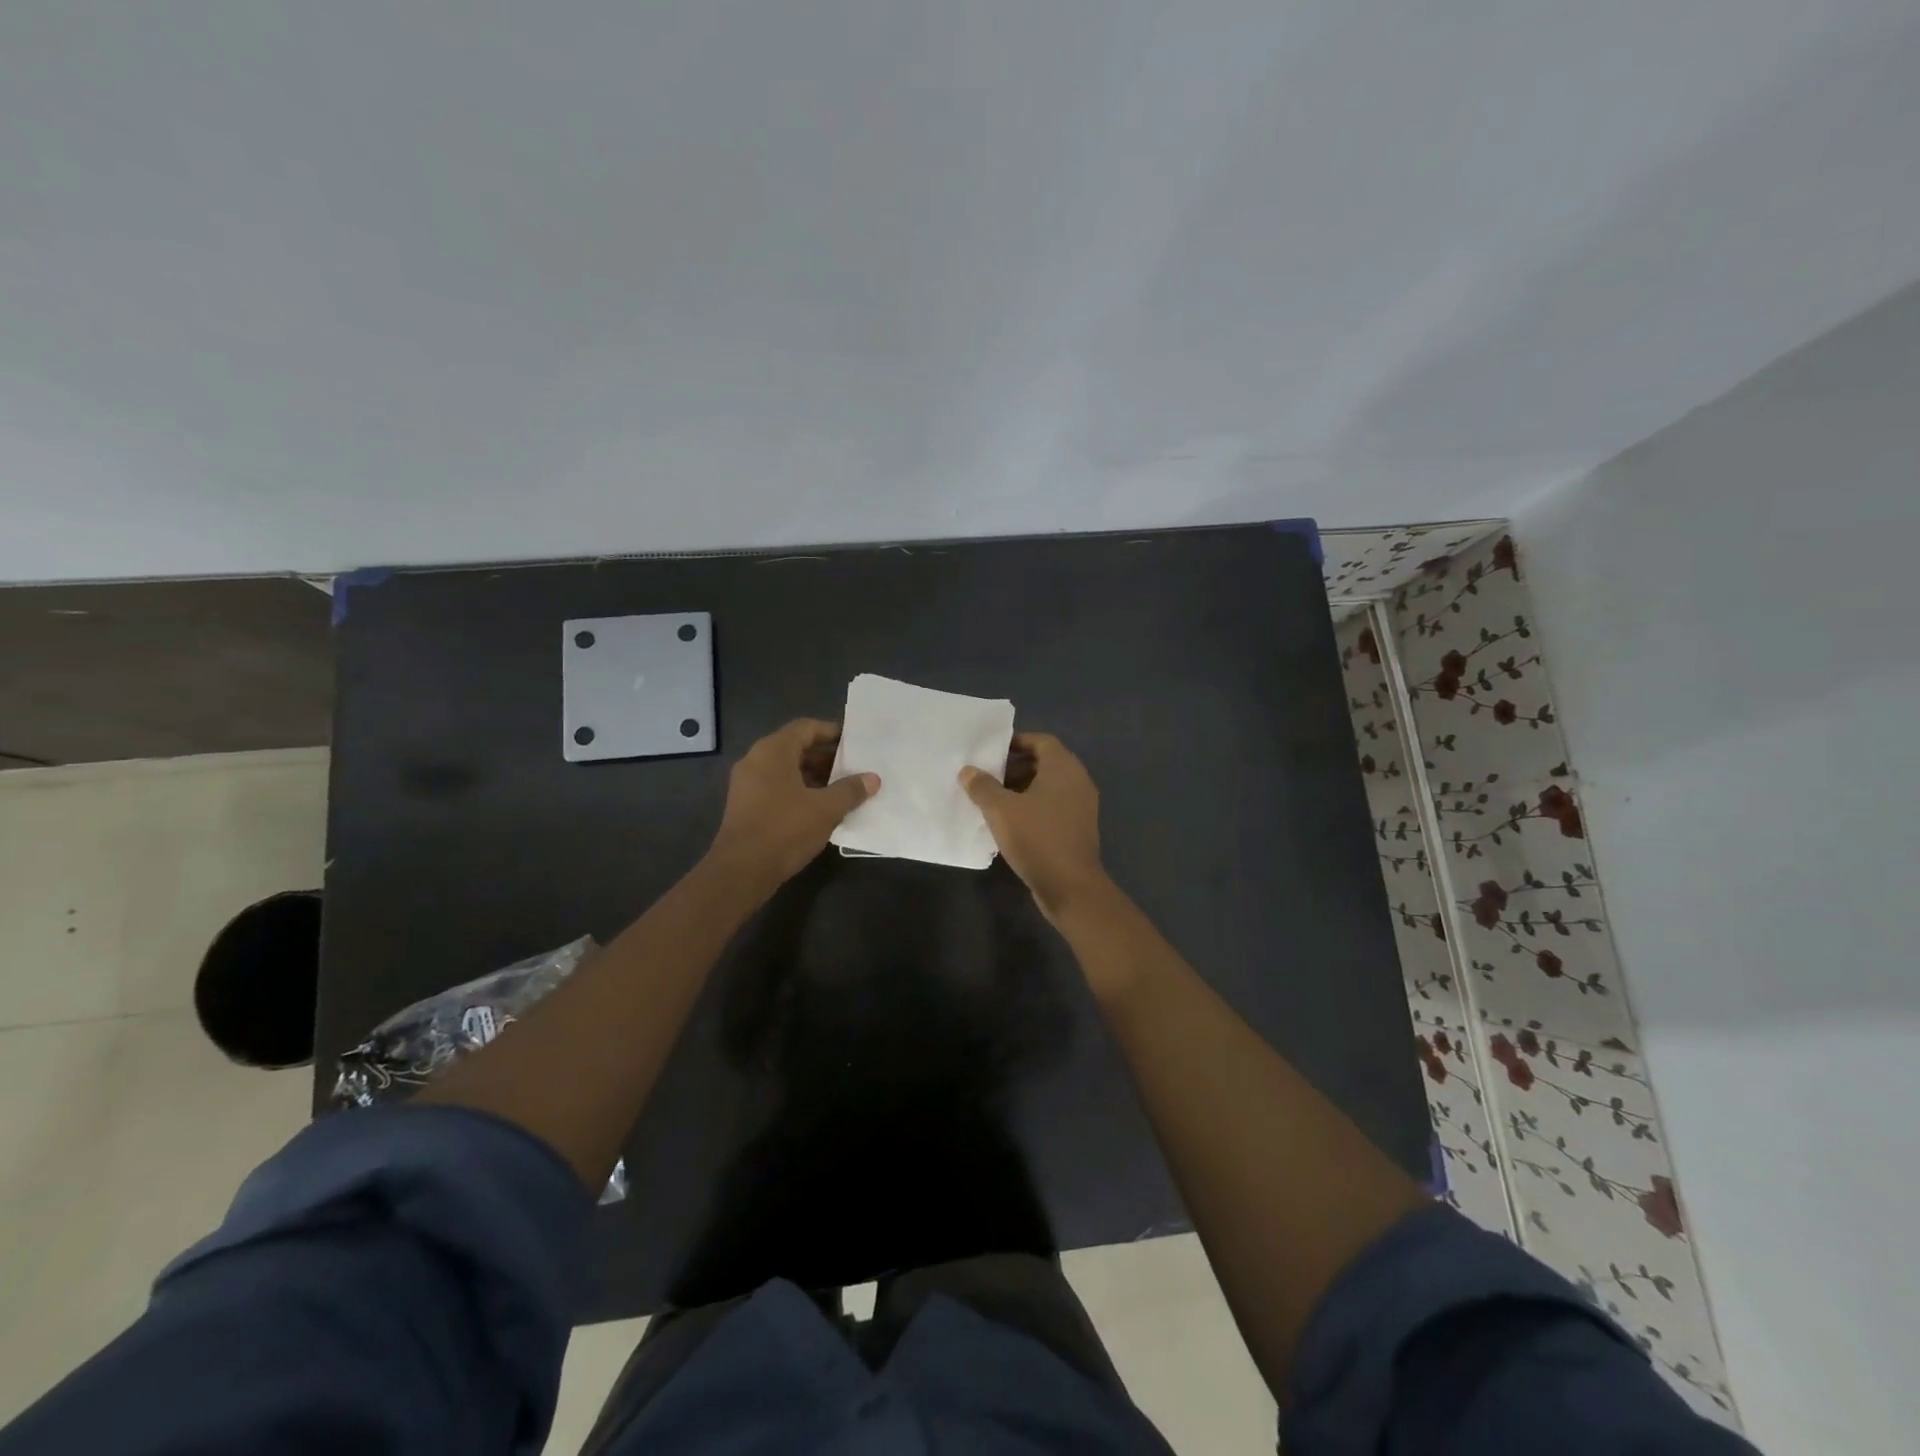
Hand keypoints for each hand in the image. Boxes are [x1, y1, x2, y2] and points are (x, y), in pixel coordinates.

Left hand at [706, 719, 879, 892]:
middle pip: (796, 747)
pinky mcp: (745, 805)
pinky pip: (777, 786)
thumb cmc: (785, 829)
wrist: (741, 870)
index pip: (806, 727)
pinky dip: (799, 790)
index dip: (832, 732)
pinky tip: (820, 808)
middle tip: (853, 768)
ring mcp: (747, 783)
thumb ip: (850, 790)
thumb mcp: (826, 809)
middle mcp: (756, 760)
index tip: (855, 743)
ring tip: (842, 789)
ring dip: (814, 776)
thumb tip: (872, 778)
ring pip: (786, 769)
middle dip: (826, 757)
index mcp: (773, 751)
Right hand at [960, 732, 1112, 923]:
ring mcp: (1081, 807)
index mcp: (1064, 768)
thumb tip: (968, 771)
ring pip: (1048, 788)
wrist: (1071, 887)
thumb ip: (983, 786)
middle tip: (987, 777)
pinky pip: (1052, 808)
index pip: (1041, 741)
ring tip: (992, 801)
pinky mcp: (1078, 829)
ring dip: (1021, 790)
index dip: (1017, 742)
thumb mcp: (1001, 810)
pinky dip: (1032, 808)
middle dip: (1015, 768)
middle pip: (1044, 763)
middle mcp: (1077, 782)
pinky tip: (1009, 824)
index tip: (992, 752)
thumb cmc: (1037, 838)